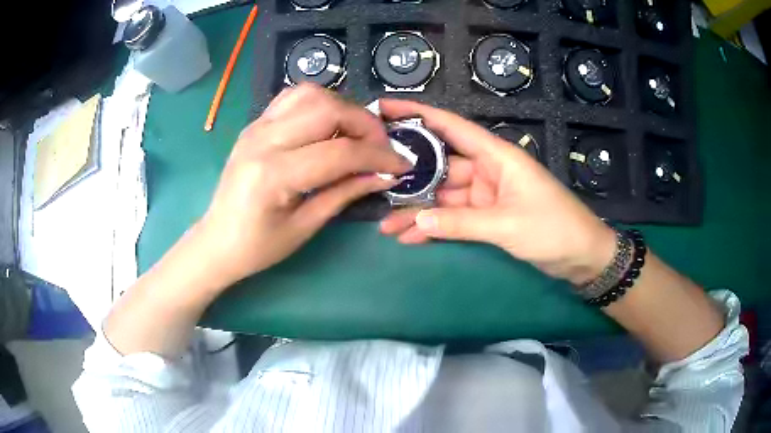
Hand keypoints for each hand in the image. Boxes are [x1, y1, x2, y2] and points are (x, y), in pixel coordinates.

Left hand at [197, 84, 410, 285]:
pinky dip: (319, 103)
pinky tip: (328, 125)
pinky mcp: (255, 124)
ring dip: (343, 108)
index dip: (378, 156)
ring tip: (356, 133)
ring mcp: (256, 127)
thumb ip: (346, 193)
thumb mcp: (306, 226)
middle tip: (382, 146)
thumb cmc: (258, 246)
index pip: (340, 152)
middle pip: (328, 109)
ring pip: (311, 94)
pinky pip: (293, 98)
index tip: (402, 164)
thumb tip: (385, 175)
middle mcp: (263, 140)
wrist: (217, 240)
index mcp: (274, 175)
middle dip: (365, 125)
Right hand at [378, 99, 616, 284]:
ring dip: (418, 211)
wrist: (582, 256)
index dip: (418, 115)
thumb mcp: (507, 225)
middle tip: (373, 179)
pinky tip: (411, 237)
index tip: (386, 109)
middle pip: (441, 167)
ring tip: (385, 225)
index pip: (452, 127)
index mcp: (497, 156)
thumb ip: (461, 223)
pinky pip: (455, 218)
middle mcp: (488, 170)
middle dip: (409, 177)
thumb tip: (418, 221)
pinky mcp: (488, 217)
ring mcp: (486, 195)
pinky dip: (436, 227)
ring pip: (444, 197)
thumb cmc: (554, 229)